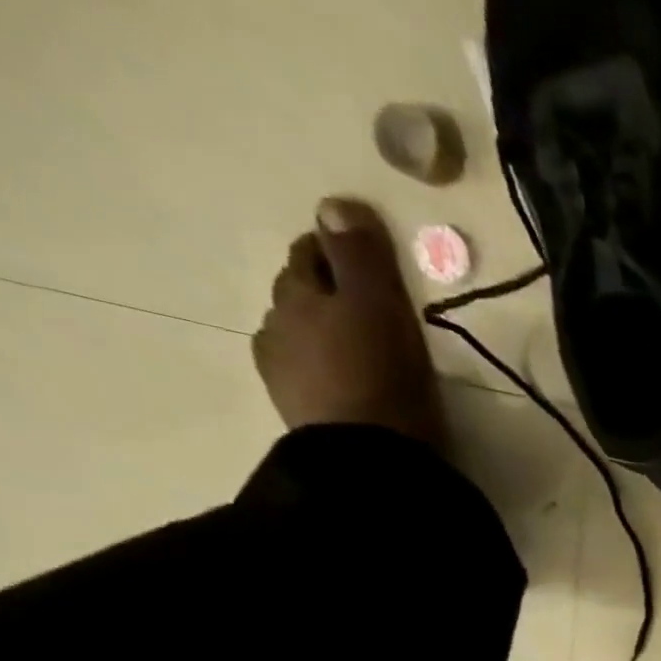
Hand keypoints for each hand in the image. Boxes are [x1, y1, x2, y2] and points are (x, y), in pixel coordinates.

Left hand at [251, 199, 444, 443]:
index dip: (336, 251)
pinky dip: (324, 370)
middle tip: (365, 303)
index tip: (365, 257)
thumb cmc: (382, 376)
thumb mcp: (380, 308)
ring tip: (358, 347)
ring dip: (323, 334)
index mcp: (299, 295)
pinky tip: (344, 382)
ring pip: (300, 336)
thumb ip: (360, 257)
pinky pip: (309, 377)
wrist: (370, 457)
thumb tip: (334, 203)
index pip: (311, 255)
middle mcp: (279, 326)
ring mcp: (284, 372)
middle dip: (326, 291)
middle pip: (300, 294)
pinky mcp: (301, 413)